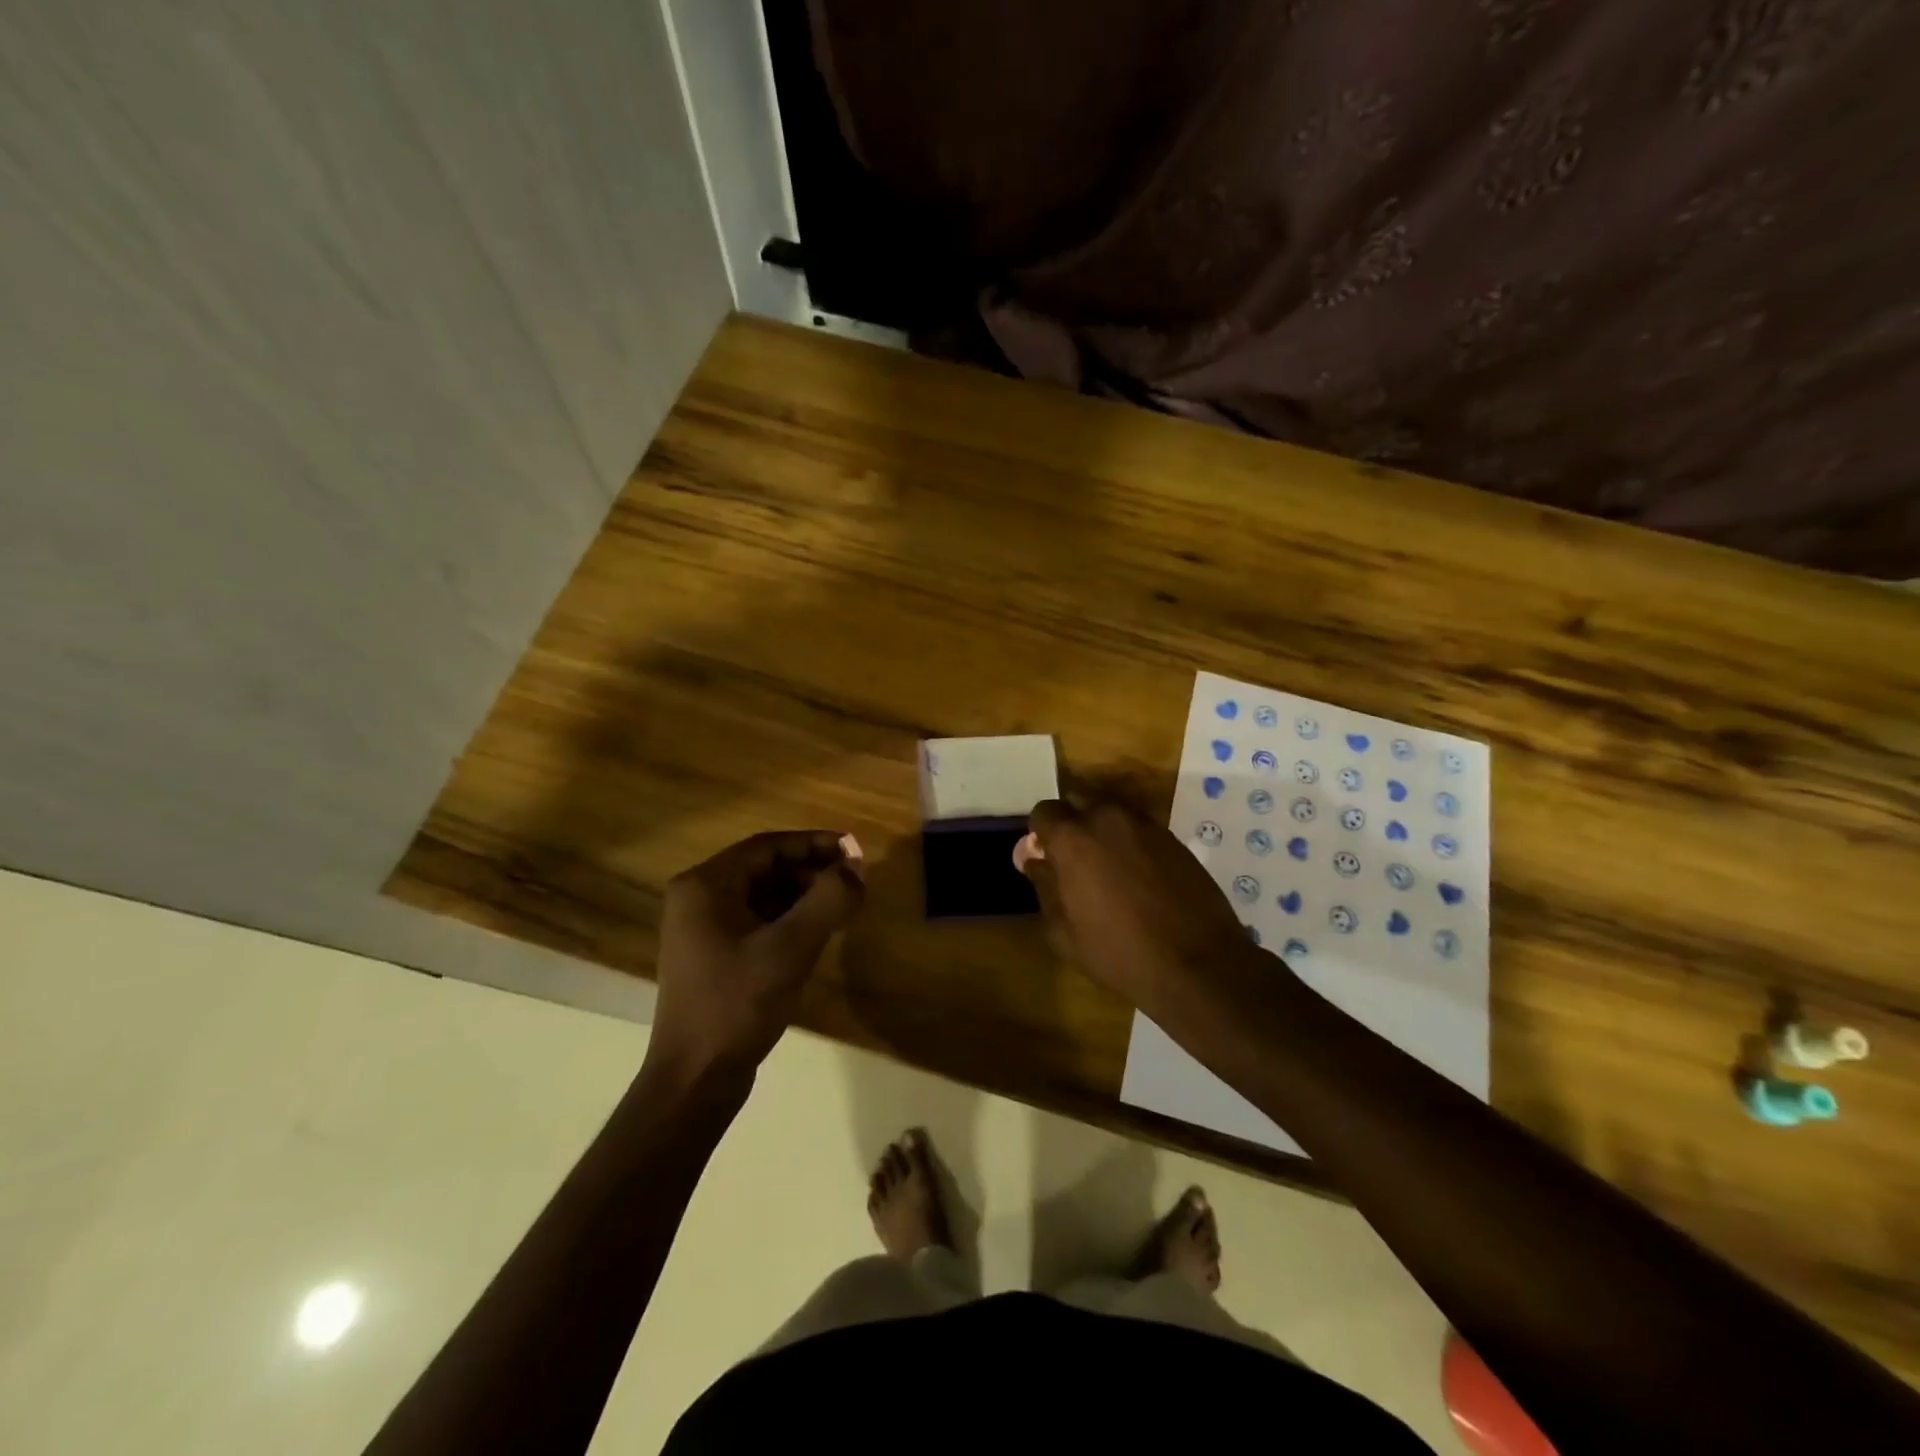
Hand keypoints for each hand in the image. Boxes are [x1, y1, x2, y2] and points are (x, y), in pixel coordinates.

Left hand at [646, 830, 864, 1094]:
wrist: (695, 1080)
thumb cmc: (738, 1004)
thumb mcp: (791, 947)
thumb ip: (829, 899)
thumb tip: (857, 865)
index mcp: (705, 885)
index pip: (768, 846)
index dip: (815, 844)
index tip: (854, 850)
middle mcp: (698, 899)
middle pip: (765, 868)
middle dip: (812, 871)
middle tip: (854, 881)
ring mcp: (703, 930)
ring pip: (764, 896)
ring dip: (804, 896)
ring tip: (844, 906)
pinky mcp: (714, 956)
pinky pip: (758, 921)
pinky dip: (790, 920)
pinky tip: (819, 933)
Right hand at [1017, 797, 1260, 1010]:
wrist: (1196, 964)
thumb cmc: (1118, 952)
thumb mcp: (1063, 931)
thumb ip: (1043, 886)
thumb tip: (1035, 861)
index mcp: (1073, 838)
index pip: (1044, 811)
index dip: (1041, 833)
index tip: (1046, 858)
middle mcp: (1108, 818)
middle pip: (1079, 804)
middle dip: (1072, 826)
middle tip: (1076, 863)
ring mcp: (1146, 825)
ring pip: (1112, 815)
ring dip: (1103, 833)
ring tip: (1110, 872)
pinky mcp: (1174, 839)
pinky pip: (1140, 830)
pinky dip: (1132, 845)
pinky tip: (1139, 879)